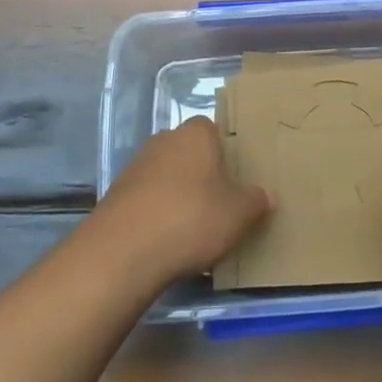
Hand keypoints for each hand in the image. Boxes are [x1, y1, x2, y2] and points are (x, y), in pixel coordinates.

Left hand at [96, 118, 269, 287]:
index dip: (225, 151)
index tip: (235, 176)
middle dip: (201, 172)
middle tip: (219, 201)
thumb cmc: (191, 219)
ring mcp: (135, 166)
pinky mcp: (115, 195)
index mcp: (195, 134)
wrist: (122, 252)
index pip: (213, 129)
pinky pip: (146, 198)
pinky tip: (166, 239)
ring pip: (165, 174)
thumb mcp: (238, 215)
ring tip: (193, 226)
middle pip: (188, 151)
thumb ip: (256, 201)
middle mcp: (163, 140)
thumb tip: (266, 195)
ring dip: (177, 193)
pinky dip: (156, 213)